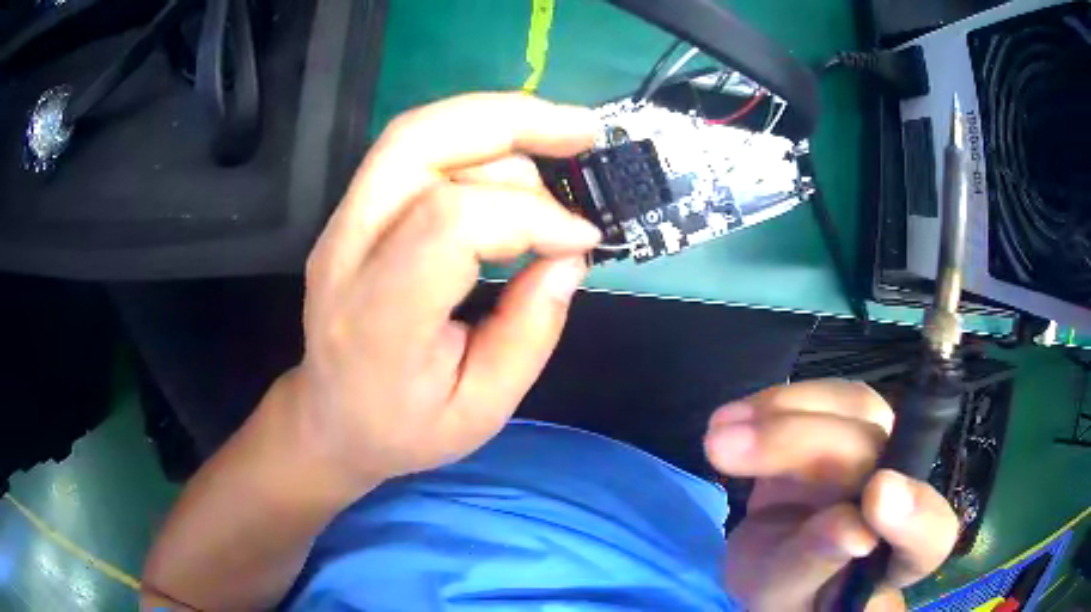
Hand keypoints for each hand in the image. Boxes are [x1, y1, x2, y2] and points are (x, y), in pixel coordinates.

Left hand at [288, 93, 601, 483]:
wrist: (332, 418)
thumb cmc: (404, 428)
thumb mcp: (482, 410)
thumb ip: (529, 334)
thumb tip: (569, 257)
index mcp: (378, 319)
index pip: (450, 222)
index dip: (529, 215)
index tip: (581, 238)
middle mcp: (347, 252)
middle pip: (418, 144)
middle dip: (510, 121)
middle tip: (583, 131)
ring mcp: (342, 224)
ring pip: (415, 133)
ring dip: (496, 122)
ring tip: (560, 142)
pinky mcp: (352, 211)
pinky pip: (413, 149)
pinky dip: (475, 137)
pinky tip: (517, 158)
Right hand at [704, 380, 959, 610]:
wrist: (783, 562)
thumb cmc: (793, 595)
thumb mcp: (788, 597)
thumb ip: (814, 566)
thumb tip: (849, 528)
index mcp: (903, 552)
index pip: (931, 533)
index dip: (915, 515)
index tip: (877, 499)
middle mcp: (902, 490)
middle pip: (876, 450)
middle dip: (802, 443)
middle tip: (727, 449)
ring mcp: (875, 450)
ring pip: (853, 407)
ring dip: (784, 413)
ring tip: (721, 432)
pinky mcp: (842, 427)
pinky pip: (822, 399)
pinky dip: (774, 403)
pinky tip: (733, 416)